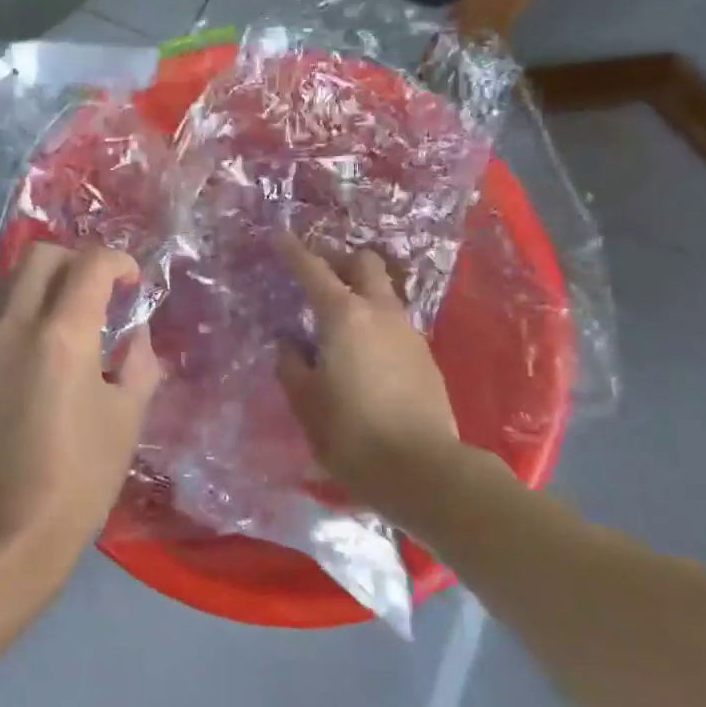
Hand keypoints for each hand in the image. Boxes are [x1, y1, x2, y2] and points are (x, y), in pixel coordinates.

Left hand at [0, 243, 161, 576]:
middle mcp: (13, 325)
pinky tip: (27, 366)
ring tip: (61, 323)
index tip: (130, 281)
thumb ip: (138, 363)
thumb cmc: (77, 479)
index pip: (90, 263)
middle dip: (74, 260)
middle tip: (94, 291)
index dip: (118, 261)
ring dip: (39, 288)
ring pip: (6, 286)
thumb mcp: (126, 419)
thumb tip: (134, 334)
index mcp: (63, 334)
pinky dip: (14, 325)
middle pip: (39, 255)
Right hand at [275, 234, 471, 524]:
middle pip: (364, 265)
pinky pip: (394, 323)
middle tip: (318, 281)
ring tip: (337, 324)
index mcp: (344, 317)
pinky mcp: (425, 357)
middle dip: (340, 262)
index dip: (293, 251)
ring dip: (360, 294)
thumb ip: (291, 366)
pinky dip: (375, 324)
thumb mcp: (306, 403)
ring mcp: (408, 333)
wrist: (423, 470)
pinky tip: (363, 355)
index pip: (313, 271)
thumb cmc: (352, 434)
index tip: (279, 235)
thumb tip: (288, 345)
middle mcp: (380, 313)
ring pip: (383, 294)